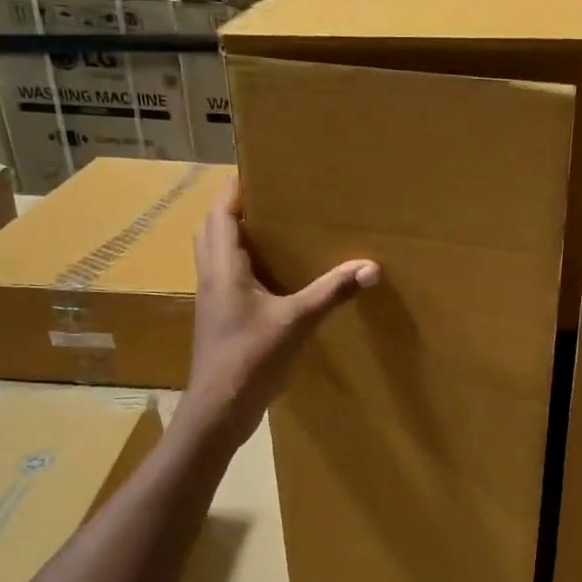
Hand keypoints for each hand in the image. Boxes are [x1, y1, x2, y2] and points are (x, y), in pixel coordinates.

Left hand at [184, 180, 378, 445]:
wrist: (218, 411)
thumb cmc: (250, 358)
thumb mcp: (296, 321)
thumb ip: (332, 292)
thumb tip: (371, 266)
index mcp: (223, 268)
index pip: (219, 215)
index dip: (233, 190)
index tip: (255, 170)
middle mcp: (211, 278)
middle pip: (211, 230)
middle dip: (233, 209)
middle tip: (267, 198)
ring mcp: (212, 301)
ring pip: (216, 255)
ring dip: (234, 236)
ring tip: (271, 229)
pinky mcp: (219, 320)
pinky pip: (225, 278)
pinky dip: (242, 264)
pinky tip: (271, 275)